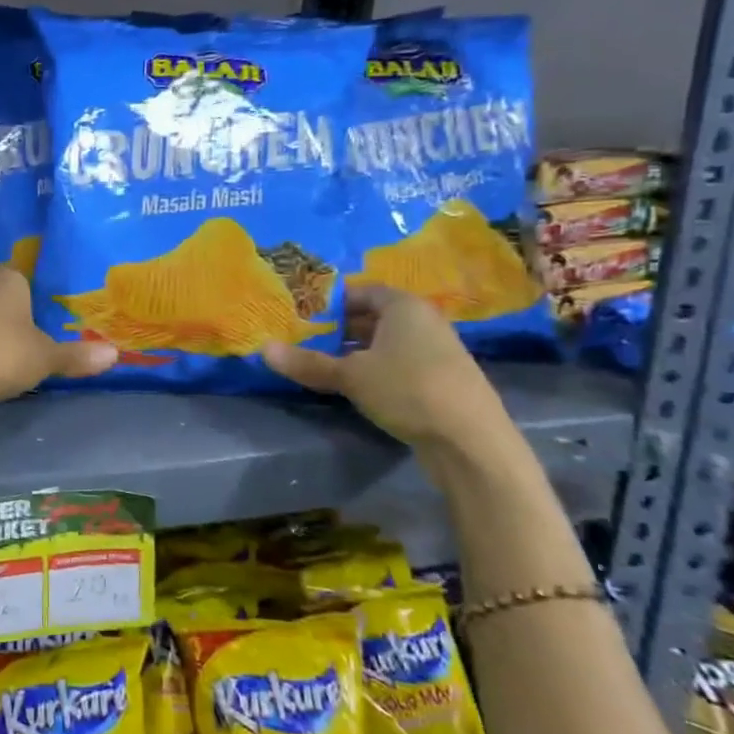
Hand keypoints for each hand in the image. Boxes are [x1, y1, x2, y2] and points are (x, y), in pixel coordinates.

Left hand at [0, 267, 117, 409]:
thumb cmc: (2, 355)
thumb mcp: (47, 357)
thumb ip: (78, 355)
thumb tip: (116, 354)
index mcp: (7, 279)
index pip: (26, 278)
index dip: (39, 297)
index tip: (51, 318)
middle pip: (3, 297)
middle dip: (16, 315)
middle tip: (36, 337)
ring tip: (12, 355)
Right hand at [261, 284, 509, 449]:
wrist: (471, 442)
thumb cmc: (407, 390)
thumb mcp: (350, 376)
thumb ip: (308, 362)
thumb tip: (263, 349)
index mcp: (404, 306)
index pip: (360, 291)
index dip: (330, 302)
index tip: (301, 316)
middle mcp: (423, 321)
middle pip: (373, 316)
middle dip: (339, 327)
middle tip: (304, 339)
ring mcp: (436, 351)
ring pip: (386, 342)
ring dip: (356, 351)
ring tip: (323, 364)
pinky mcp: (441, 380)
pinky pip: (400, 363)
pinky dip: (376, 369)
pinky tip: (356, 387)